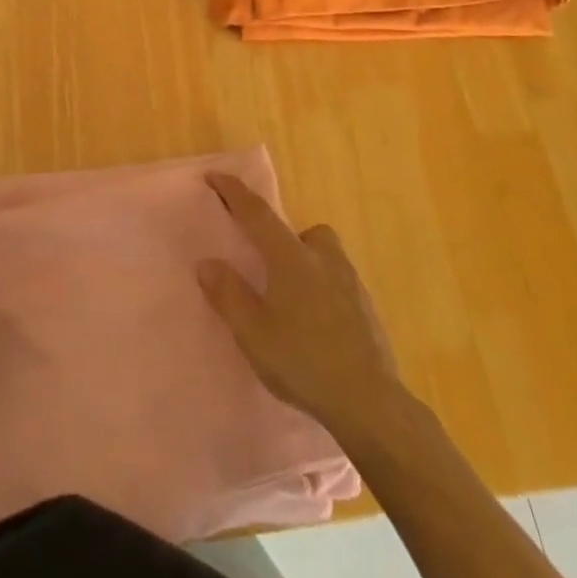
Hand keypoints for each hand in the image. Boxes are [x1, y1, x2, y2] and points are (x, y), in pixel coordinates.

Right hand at [198, 173, 409, 444]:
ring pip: (323, 254)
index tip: (215, 176)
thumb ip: (228, 294)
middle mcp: (322, 259)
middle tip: (264, 264)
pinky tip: (315, 323)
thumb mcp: (253, 332)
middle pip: (299, 231)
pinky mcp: (366, 308)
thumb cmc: (302, 361)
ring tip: (290, 297)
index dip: (234, 193)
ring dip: (305, 262)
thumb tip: (207, 262)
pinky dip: (322, 289)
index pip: (257, 214)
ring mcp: (350, 282)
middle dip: (280, 237)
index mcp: (290, 258)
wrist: (369, 401)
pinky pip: (337, 282)